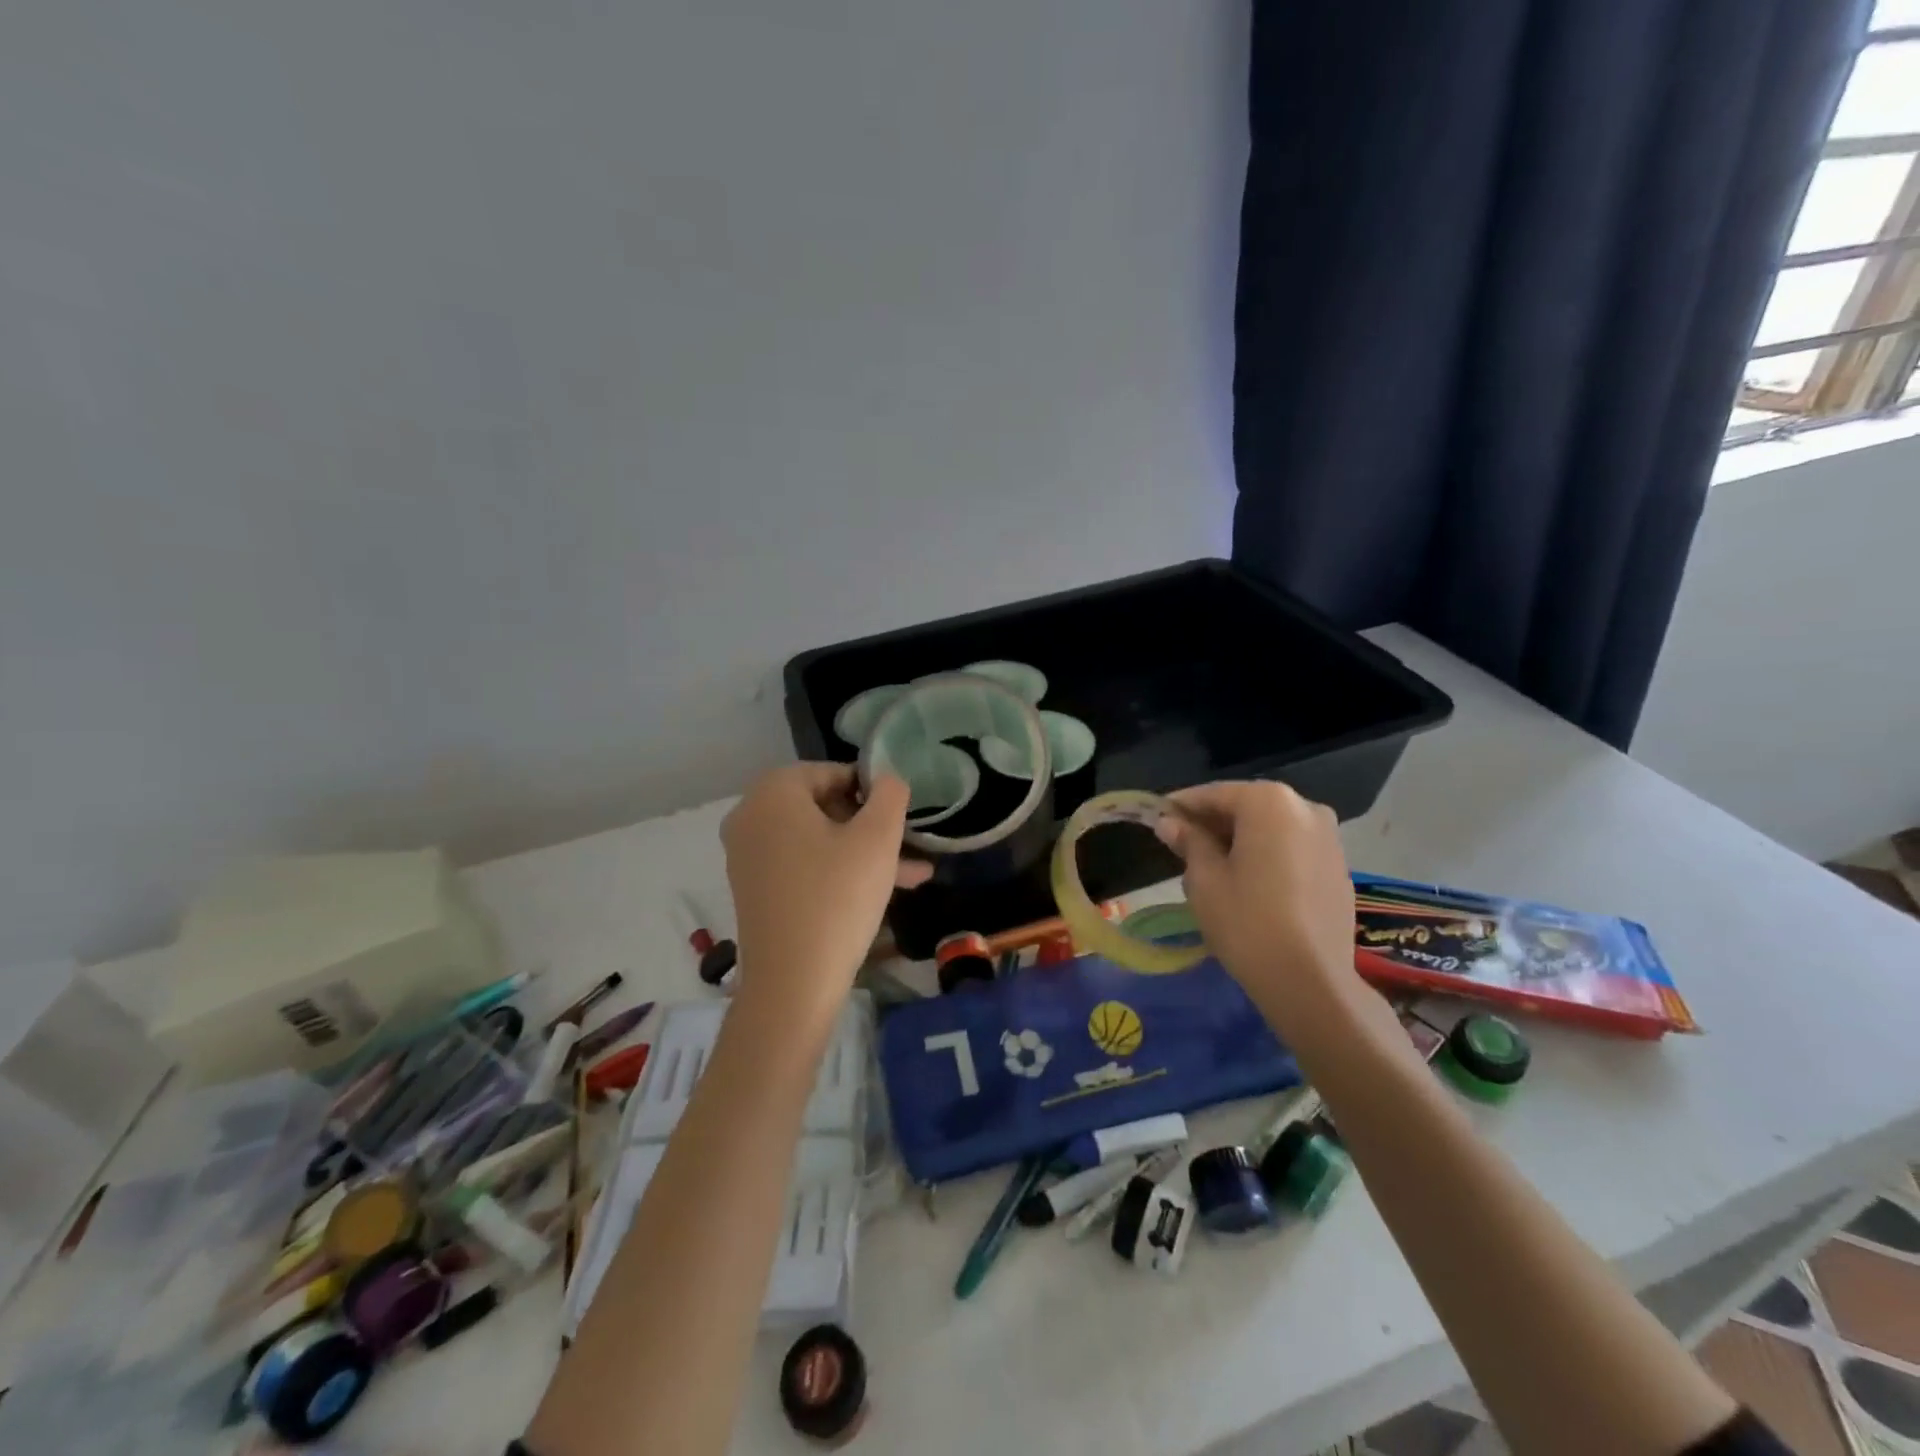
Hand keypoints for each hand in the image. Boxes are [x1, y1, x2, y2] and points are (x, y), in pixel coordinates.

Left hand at [720, 764, 930, 1016]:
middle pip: (823, 806)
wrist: (792, 985)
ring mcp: (748, 856)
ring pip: (818, 840)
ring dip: (864, 853)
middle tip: (909, 845)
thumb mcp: (878, 838)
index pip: (832, 772)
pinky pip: (803, 866)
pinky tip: (884, 893)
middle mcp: (750, 816)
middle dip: (872, 826)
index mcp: (773, 792)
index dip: (871, 790)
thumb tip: (887, 780)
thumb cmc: (838, 897)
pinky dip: (839, 872)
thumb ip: (890, 795)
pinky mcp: (755, 890)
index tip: (900, 817)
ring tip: (915, 874)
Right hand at [1154, 781, 1360, 1038]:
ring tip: (1211, 865)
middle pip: (1246, 806)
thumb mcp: (1204, 879)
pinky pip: (1292, 848)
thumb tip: (1170, 822)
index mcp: (1269, 802)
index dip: (1182, 805)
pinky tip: (1247, 882)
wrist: (1311, 981)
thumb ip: (1188, 842)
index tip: (1157, 817)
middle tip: (1180, 843)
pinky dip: (1267, 855)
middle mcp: (1305, 808)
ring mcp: (1329, 837)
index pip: (1214, 794)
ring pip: (1271, 827)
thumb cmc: (1246, 922)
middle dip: (1212, 822)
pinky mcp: (1339, 867)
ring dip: (1240, 838)